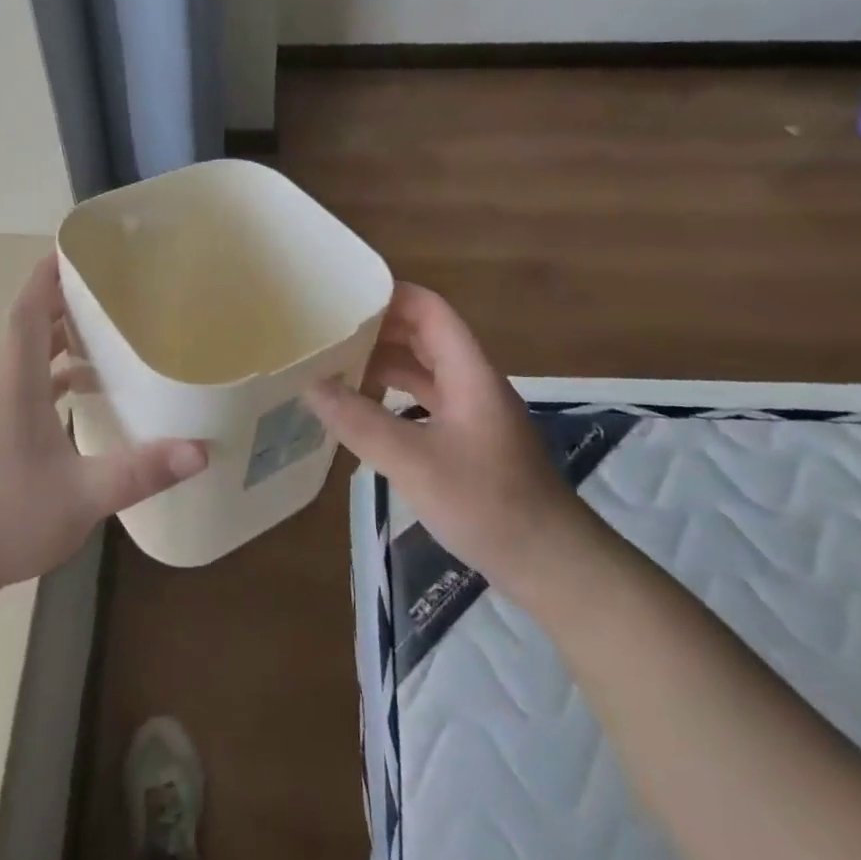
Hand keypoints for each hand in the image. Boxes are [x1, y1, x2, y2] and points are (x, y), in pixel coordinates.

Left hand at [0, 258, 205, 618]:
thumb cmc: (4, 517)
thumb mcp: (81, 496)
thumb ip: (139, 471)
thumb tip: (200, 450)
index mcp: (17, 383)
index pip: (27, 311)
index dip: (47, 276)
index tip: (75, 248)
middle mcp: (5, 387)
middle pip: (31, 325)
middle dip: (65, 299)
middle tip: (111, 285)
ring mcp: (0, 411)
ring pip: (31, 356)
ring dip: (62, 336)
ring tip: (108, 327)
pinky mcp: (2, 434)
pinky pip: (32, 385)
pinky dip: (58, 374)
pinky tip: (89, 389)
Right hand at [304, 283, 588, 600]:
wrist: (551, 564)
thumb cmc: (488, 503)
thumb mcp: (415, 462)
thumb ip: (360, 422)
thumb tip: (310, 385)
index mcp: (468, 373)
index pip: (429, 310)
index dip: (390, 295)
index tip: (343, 296)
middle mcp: (472, 383)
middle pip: (423, 336)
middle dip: (377, 329)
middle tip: (327, 332)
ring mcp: (472, 413)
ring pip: (423, 371)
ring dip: (383, 364)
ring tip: (335, 367)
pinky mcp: (468, 441)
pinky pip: (425, 401)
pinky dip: (393, 397)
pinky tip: (363, 412)